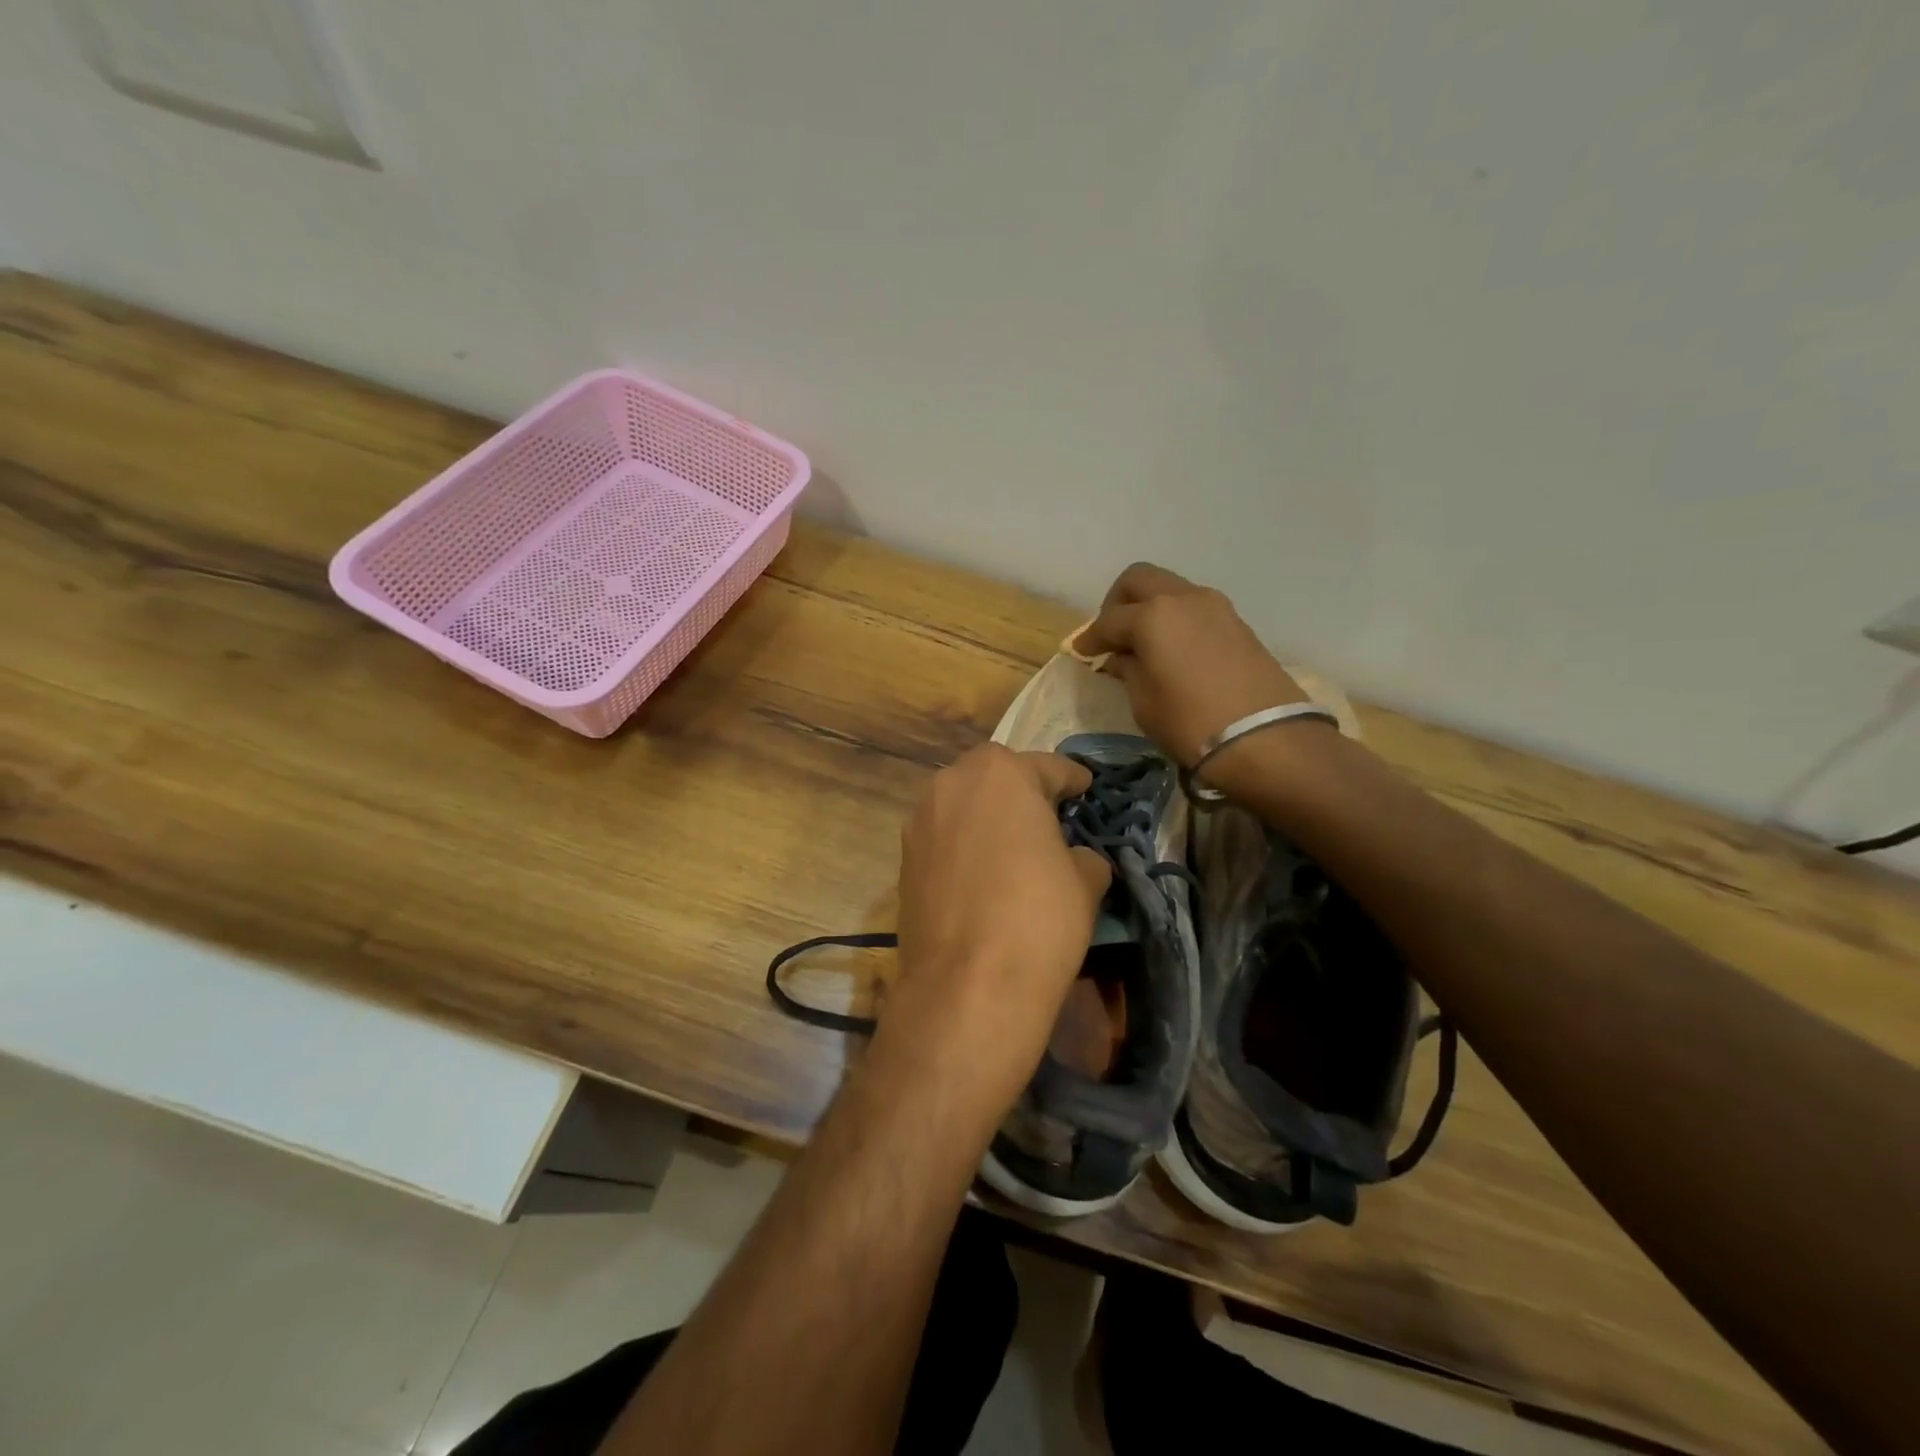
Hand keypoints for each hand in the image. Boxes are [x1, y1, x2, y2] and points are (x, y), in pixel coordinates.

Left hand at [883, 746, 1111, 1107]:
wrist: (967, 985)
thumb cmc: (1038, 918)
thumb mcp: (1085, 881)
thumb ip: (1082, 856)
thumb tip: (1074, 858)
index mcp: (1001, 773)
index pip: (1048, 767)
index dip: (1073, 781)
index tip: (1085, 789)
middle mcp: (952, 783)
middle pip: (995, 777)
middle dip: (1021, 791)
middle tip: (1048, 816)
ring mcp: (920, 821)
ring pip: (963, 805)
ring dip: (987, 816)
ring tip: (1012, 846)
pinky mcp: (903, 860)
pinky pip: (943, 839)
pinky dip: (963, 846)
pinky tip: (981, 874)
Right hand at [1074, 563, 1311, 766]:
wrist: (1265, 738)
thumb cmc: (1190, 723)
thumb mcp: (1144, 702)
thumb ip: (1128, 670)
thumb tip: (1120, 658)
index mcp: (1152, 615)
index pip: (1109, 620)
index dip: (1090, 637)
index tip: (1080, 652)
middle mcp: (1183, 598)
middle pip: (1139, 580)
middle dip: (1117, 603)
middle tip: (1111, 634)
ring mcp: (1215, 606)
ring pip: (1170, 589)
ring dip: (1150, 608)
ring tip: (1142, 643)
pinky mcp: (1237, 623)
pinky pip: (1193, 609)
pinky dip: (1175, 620)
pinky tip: (1171, 650)